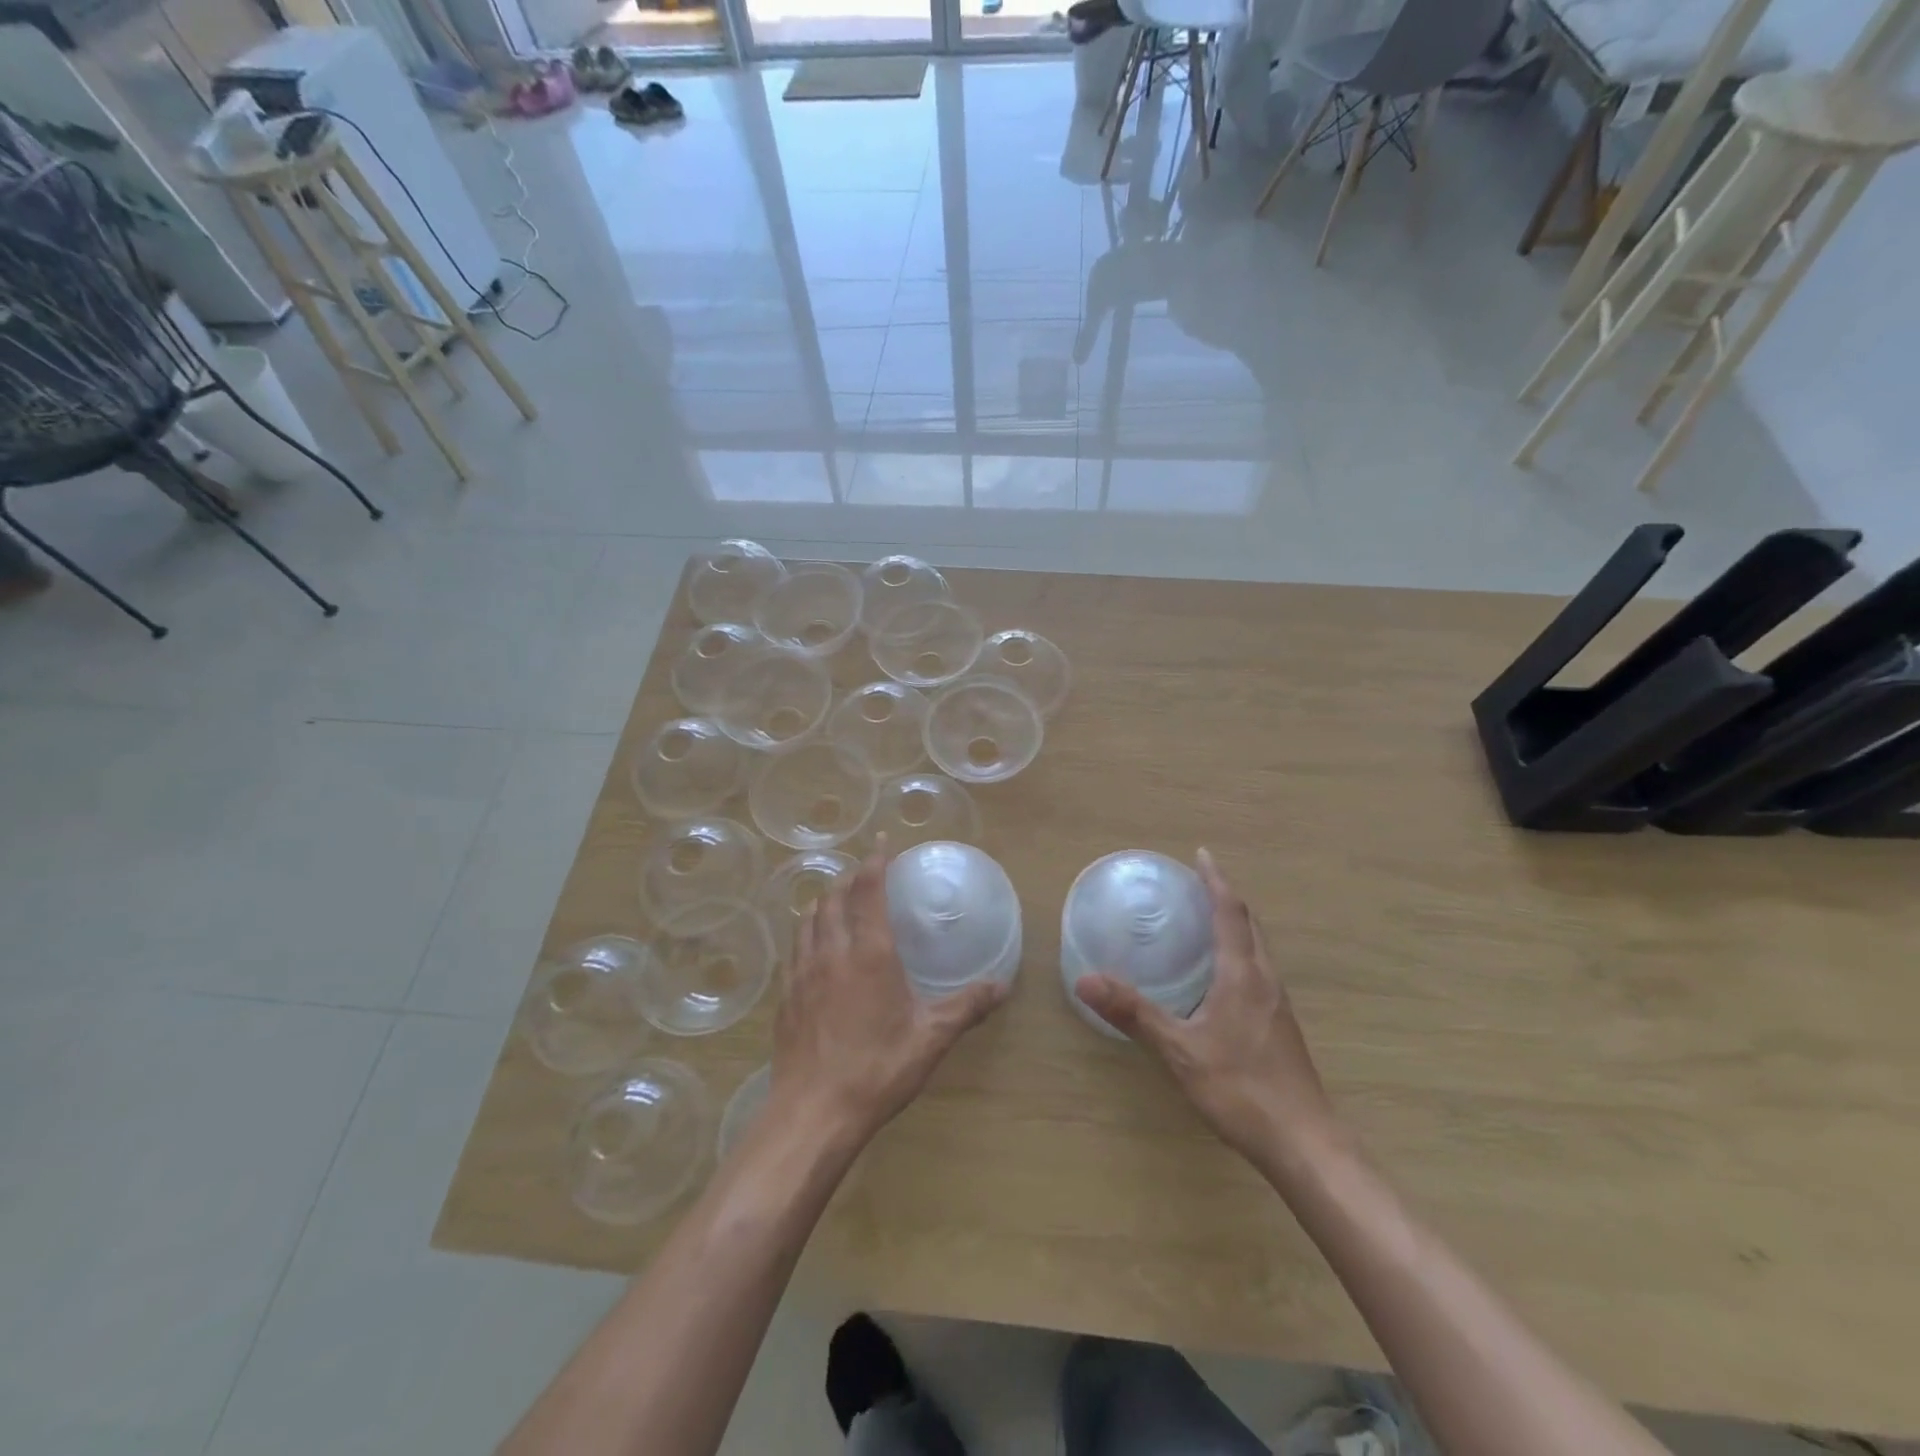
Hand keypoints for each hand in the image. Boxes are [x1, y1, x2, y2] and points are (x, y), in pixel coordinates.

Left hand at [769, 838, 1007, 1149]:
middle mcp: (832, 952)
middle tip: (864, 873)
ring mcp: (802, 973)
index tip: (882, 842)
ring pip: (808, 919)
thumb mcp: (931, 1038)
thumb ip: (966, 1006)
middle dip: (849, 878)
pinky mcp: (786, 996)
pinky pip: (795, 948)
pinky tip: (814, 947)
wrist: (813, 1113)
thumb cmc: (877, 1069)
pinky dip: (806, 931)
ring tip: (837, 900)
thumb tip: (1002, 986)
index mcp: (869, 953)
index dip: (875, 862)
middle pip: (834, 898)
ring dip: (824, 901)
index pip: (868, 891)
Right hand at [1074, 849, 1338, 1170]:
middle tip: (1196, 884)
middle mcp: (1266, 981)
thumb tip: (1085, 979)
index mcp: (1243, 975)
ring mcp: (1278, 1005)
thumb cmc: (1242, 1090)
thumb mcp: (1180, 1050)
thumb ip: (1134, 1013)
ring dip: (1234, 925)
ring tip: (1204, 920)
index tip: (1201, 855)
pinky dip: (1238, 953)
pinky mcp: (1280, 1027)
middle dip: (1225, 898)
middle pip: (1249, 925)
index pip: (1231, 913)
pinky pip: (1258, 971)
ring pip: (1257, 949)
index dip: (1216, 881)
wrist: (1306, 1145)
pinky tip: (1219, 978)